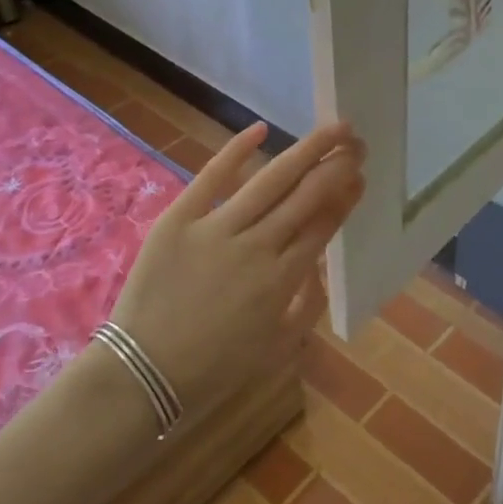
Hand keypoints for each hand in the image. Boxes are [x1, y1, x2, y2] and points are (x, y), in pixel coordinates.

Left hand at [103, 120, 364, 417]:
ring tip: (333, 130)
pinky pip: (212, 177)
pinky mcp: (179, 219)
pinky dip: (236, 150)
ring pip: (271, 180)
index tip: (359, 175)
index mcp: (282, 280)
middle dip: (336, 166)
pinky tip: (260, 128)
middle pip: (306, 196)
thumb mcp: (277, 348)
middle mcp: (257, 247)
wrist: (142, 375)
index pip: (323, 225)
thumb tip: (319, 266)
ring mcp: (217, 229)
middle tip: (357, 144)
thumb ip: (307, 306)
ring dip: (306, 151)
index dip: (345, 196)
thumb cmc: (214, 368)